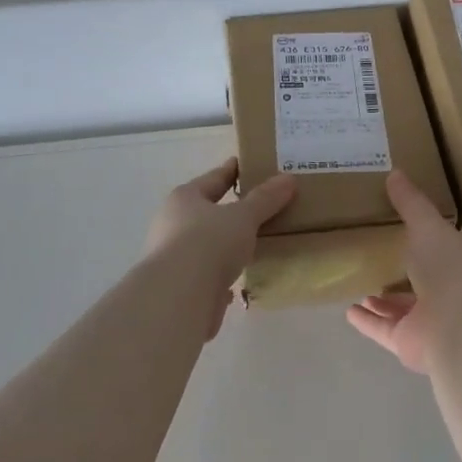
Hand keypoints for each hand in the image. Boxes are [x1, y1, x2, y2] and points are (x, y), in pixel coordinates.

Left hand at [144, 158, 295, 337]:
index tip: (247, 164)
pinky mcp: (180, 287)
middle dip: (229, 210)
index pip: (213, 178)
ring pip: (205, 245)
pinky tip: (236, 281)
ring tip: (252, 243)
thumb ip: (265, 199)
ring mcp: (173, 257)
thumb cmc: (208, 243)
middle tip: (259, 206)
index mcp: (185, 198)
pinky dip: (221, 275)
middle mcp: (173, 224)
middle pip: (206, 211)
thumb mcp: (243, 217)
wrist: (178, 297)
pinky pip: (206, 274)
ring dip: (224, 245)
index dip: (232, 171)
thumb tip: (288, 179)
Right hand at [346, 169, 461, 374]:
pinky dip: (366, 321)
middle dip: (400, 271)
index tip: (398, 226)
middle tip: (374, 257)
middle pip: (418, 280)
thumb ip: (410, 203)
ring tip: (358, 285)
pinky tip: (348, 311)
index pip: (437, 247)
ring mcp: (426, 320)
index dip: (421, 237)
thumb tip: (395, 171)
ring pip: (400, 308)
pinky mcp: (407, 343)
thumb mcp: (428, 226)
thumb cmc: (450, 268)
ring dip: (381, 300)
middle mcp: (444, 291)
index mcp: (455, 260)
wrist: (461, 327)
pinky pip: (382, 329)